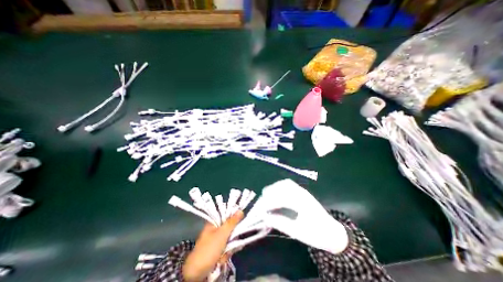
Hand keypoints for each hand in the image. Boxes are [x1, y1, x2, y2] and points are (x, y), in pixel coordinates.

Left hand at [183, 210, 243, 280]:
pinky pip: (226, 249)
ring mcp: (215, 241)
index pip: (227, 216)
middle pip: (230, 229)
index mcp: (214, 223)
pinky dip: (225, 255)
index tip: (240, 223)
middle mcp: (215, 230)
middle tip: (231, 243)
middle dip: (232, 238)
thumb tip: (241, 211)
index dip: (234, 219)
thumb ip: (232, 222)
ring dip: (229, 248)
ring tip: (223, 255)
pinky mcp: (216, 251)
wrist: (196, 274)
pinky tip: (221, 260)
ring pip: (229, 240)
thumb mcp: (222, 234)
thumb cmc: (209, 249)